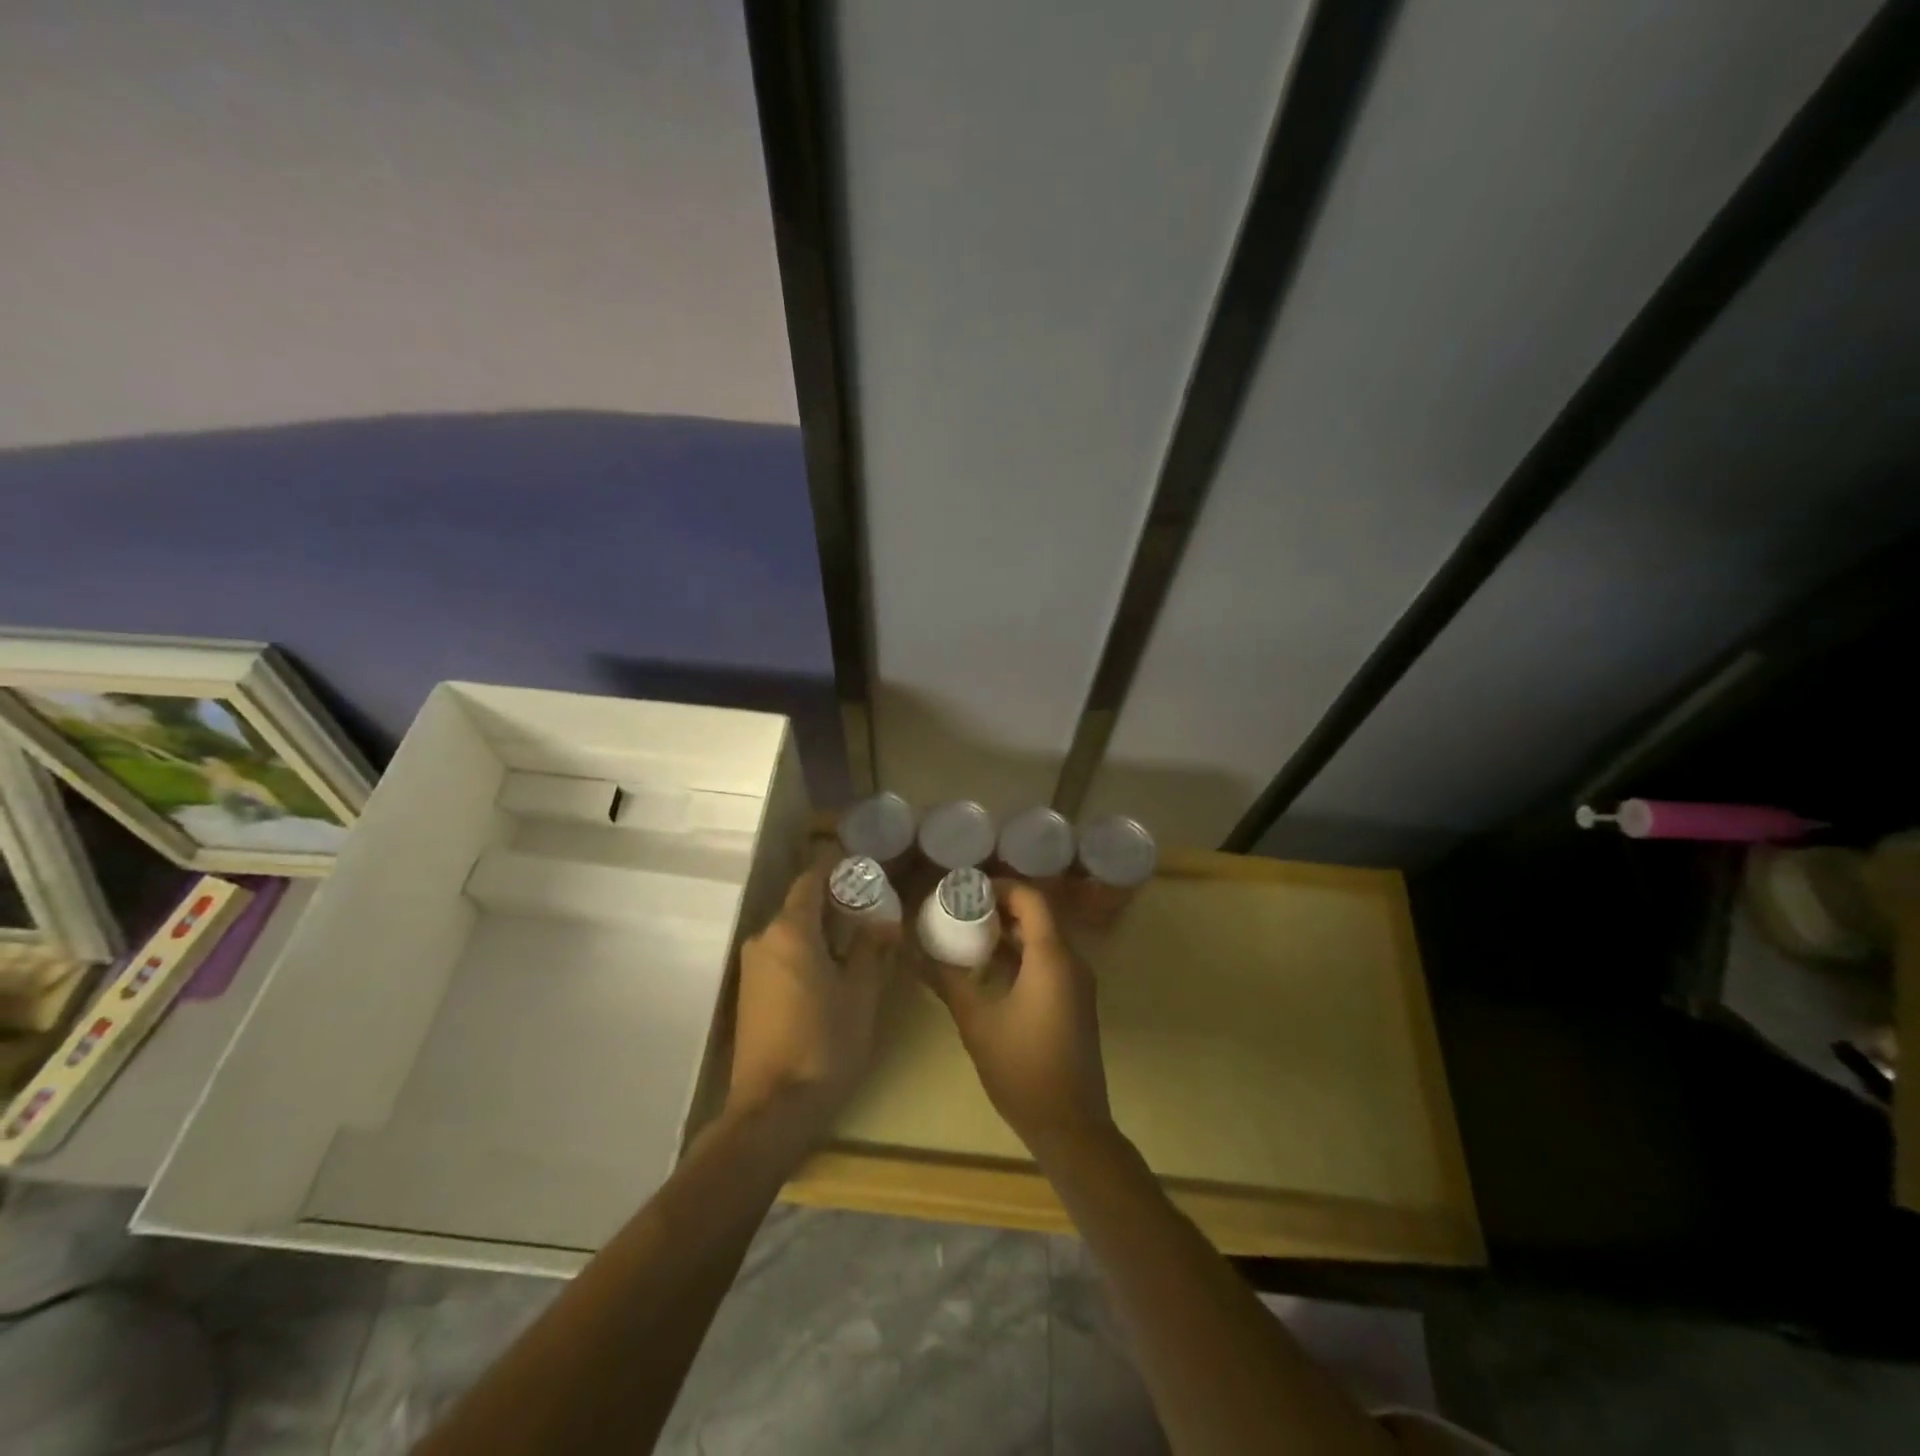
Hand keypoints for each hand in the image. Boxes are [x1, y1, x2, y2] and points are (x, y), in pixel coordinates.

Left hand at [727, 863, 897, 1141]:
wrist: (772, 1108)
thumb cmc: (825, 1043)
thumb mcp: (860, 993)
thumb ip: (870, 949)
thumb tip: (883, 921)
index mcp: (790, 930)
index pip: (811, 879)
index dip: (834, 866)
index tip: (860, 862)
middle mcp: (764, 939)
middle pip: (800, 905)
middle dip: (833, 901)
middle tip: (871, 906)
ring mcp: (751, 967)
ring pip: (790, 932)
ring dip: (820, 929)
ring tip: (857, 938)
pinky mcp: (748, 993)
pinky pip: (780, 955)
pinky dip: (805, 951)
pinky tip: (830, 969)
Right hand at [931, 881, 1112, 1160]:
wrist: (1071, 1125)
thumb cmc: (1022, 1068)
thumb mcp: (976, 1021)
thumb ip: (948, 980)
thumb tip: (916, 953)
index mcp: (1052, 957)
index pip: (1031, 898)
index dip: (1000, 887)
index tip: (966, 890)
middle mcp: (1072, 961)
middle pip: (1039, 915)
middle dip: (1000, 907)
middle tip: (961, 909)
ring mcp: (1077, 982)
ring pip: (1044, 938)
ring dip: (1010, 931)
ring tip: (969, 934)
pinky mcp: (1076, 1001)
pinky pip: (1049, 961)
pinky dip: (1022, 954)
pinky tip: (990, 968)